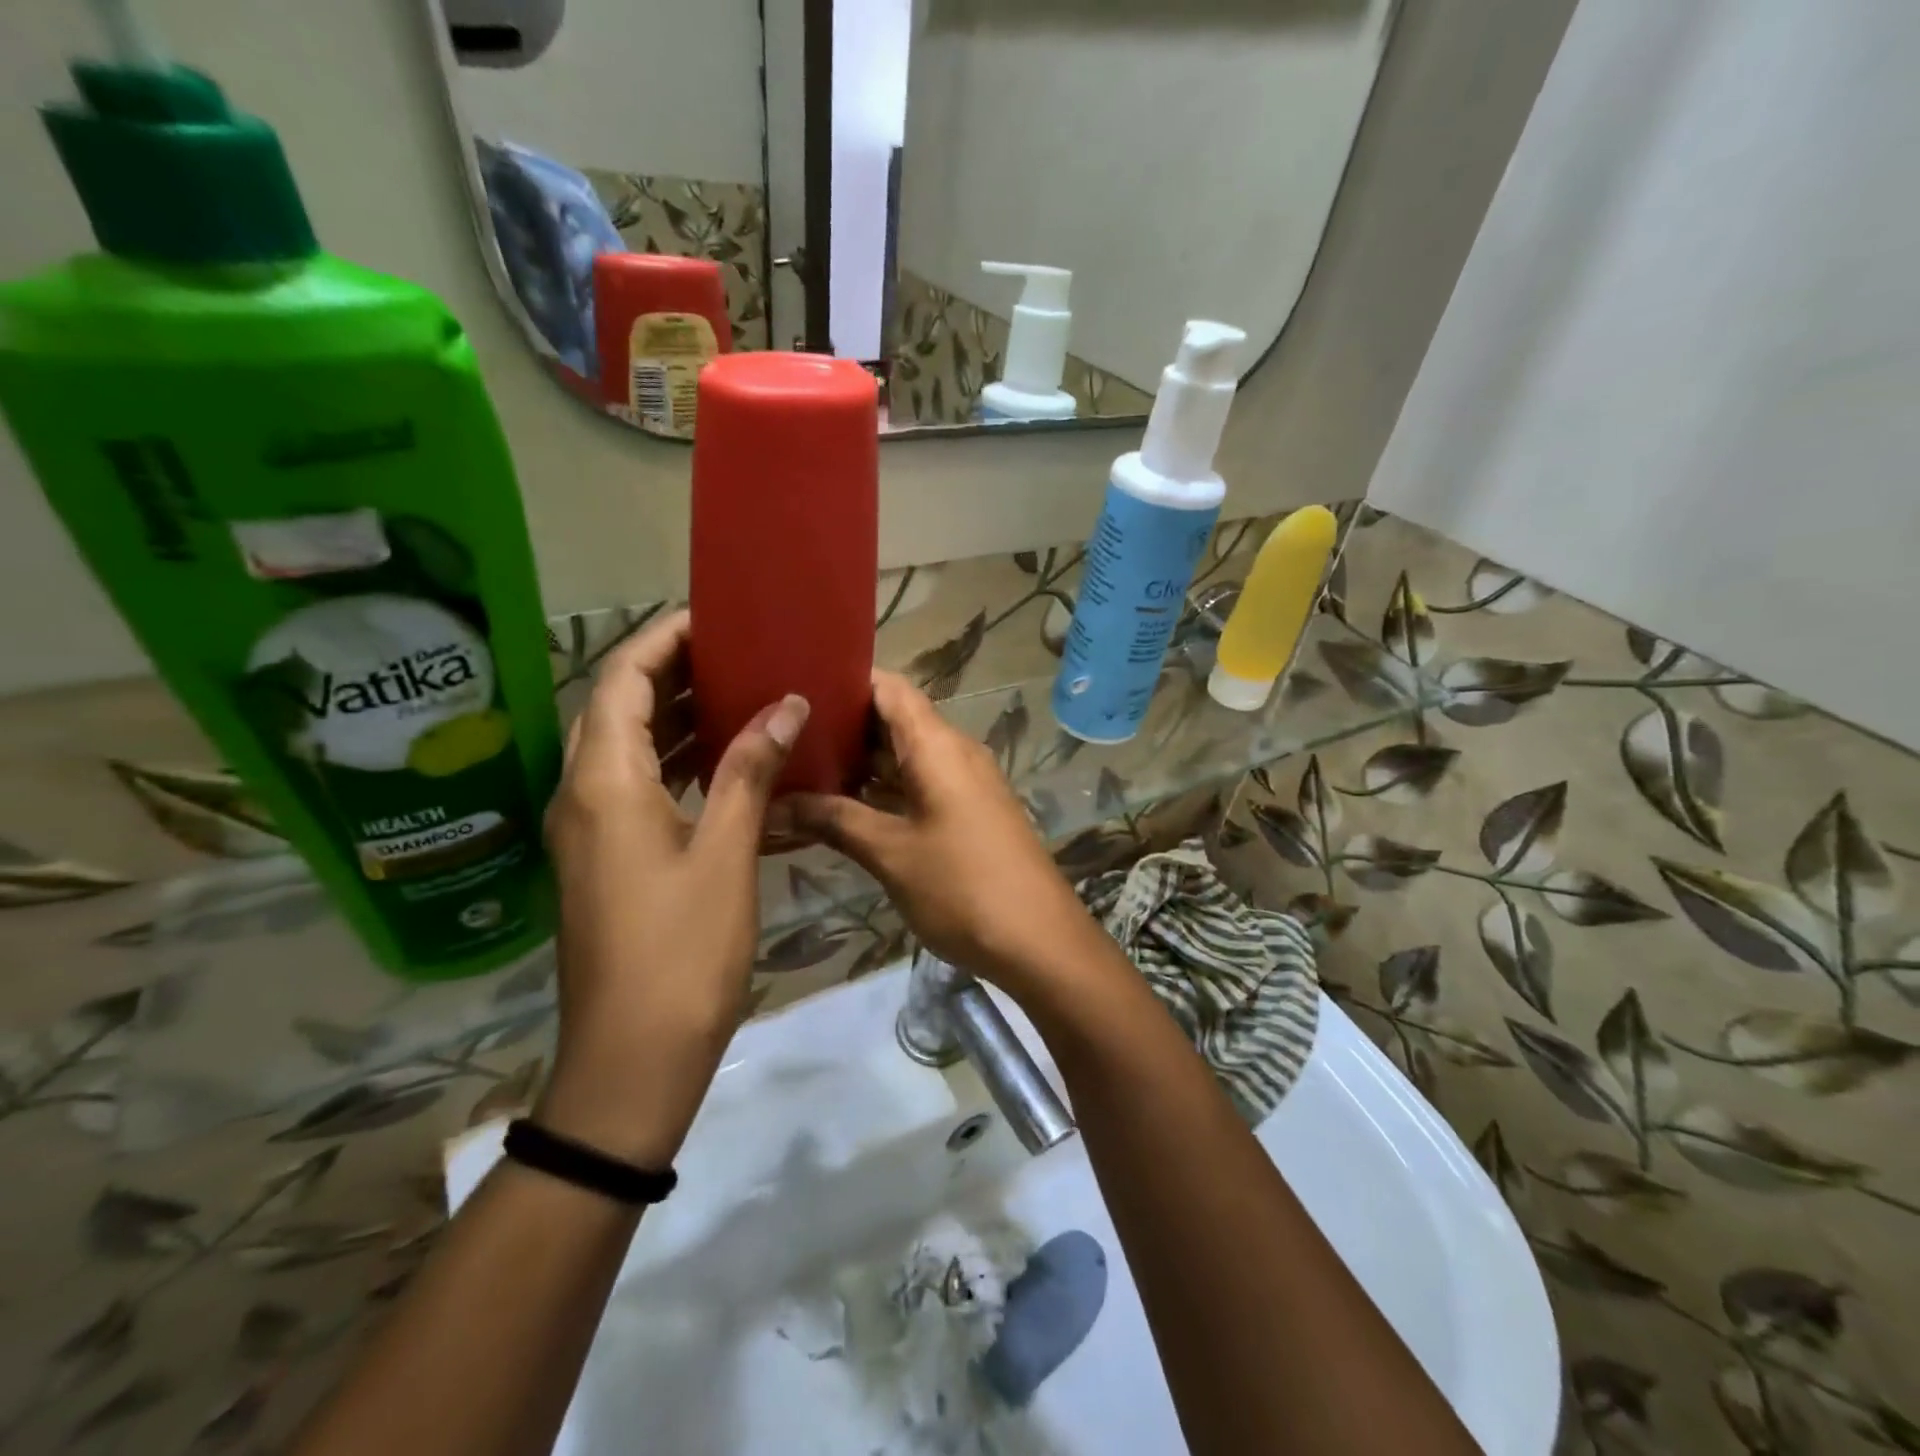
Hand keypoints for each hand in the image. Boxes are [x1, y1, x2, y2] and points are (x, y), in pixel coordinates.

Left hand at [535, 609, 809, 1166]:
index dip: (663, 639)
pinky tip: (719, 762)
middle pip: (616, 706)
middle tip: (737, 654)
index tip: (716, 620)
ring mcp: (587, 829)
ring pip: (623, 747)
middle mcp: (581, 794)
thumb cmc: (682, 952)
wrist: (632, 1058)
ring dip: (672, 715)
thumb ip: (750, 770)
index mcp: (604, 783)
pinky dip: (672, 760)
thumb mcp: (726, 854)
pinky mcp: (602, 858)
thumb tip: (785, 704)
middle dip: (670, 671)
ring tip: (736, 694)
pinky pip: (632, 784)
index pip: (621, 678)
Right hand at [782, 670, 1101, 992]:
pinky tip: (842, 808)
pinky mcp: (969, 814)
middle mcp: (954, 753)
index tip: (797, 686)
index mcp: (938, 746)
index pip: (890, 688)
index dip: (846, 679)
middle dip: (843, 726)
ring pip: (906, 757)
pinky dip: (883, 791)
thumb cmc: (963, 887)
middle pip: (895, 720)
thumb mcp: (891, 853)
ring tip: (801, 767)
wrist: (1039, 941)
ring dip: (861, 763)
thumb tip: (774, 805)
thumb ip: (834, 821)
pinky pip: (920, 786)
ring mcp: (964, 785)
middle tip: (785, 734)